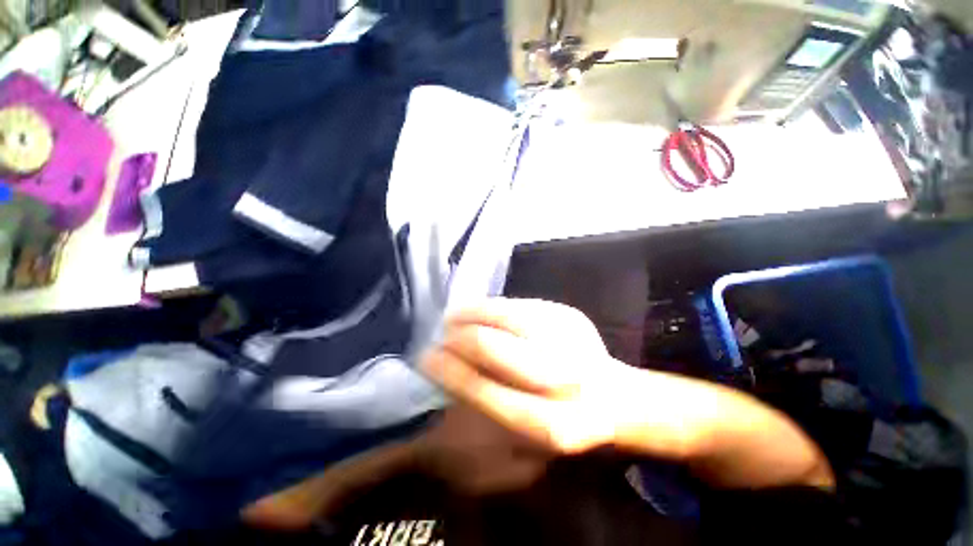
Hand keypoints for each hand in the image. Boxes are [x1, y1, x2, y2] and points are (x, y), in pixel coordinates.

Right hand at [422, 298, 834, 489]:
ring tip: (452, 319)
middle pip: (491, 347)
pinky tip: (477, 311)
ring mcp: (571, 337)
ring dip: (469, 315)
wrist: (623, 398)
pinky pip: (518, 304)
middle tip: (438, 338)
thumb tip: (449, 372)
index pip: (484, 389)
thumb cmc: (572, 424)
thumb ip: (491, 408)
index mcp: (553, 423)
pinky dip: (490, 307)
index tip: (426, 360)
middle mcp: (565, 377)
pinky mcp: (570, 314)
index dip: (450, 372)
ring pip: (503, 317)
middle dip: (457, 340)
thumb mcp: (533, 439)